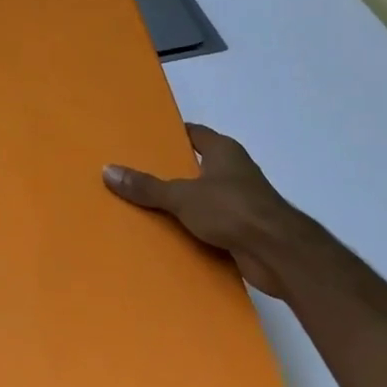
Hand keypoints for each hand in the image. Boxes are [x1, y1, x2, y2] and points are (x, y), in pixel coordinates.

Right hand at [104, 125, 311, 297]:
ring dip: (182, 204)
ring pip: (203, 197)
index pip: (194, 133)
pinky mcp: (244, 230)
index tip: (144, 140)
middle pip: (196, 166)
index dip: (171, 135)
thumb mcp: (181, 196)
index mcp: (223, 151)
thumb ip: (146, 186)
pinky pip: (211, 225)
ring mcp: (241, 201)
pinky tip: (169, 237)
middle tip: (135, 175)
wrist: (279, 253)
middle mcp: (234, 171)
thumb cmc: (232, 209)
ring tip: (145, 207)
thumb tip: (108, 170)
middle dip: (170, 172)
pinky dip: (194, 230)